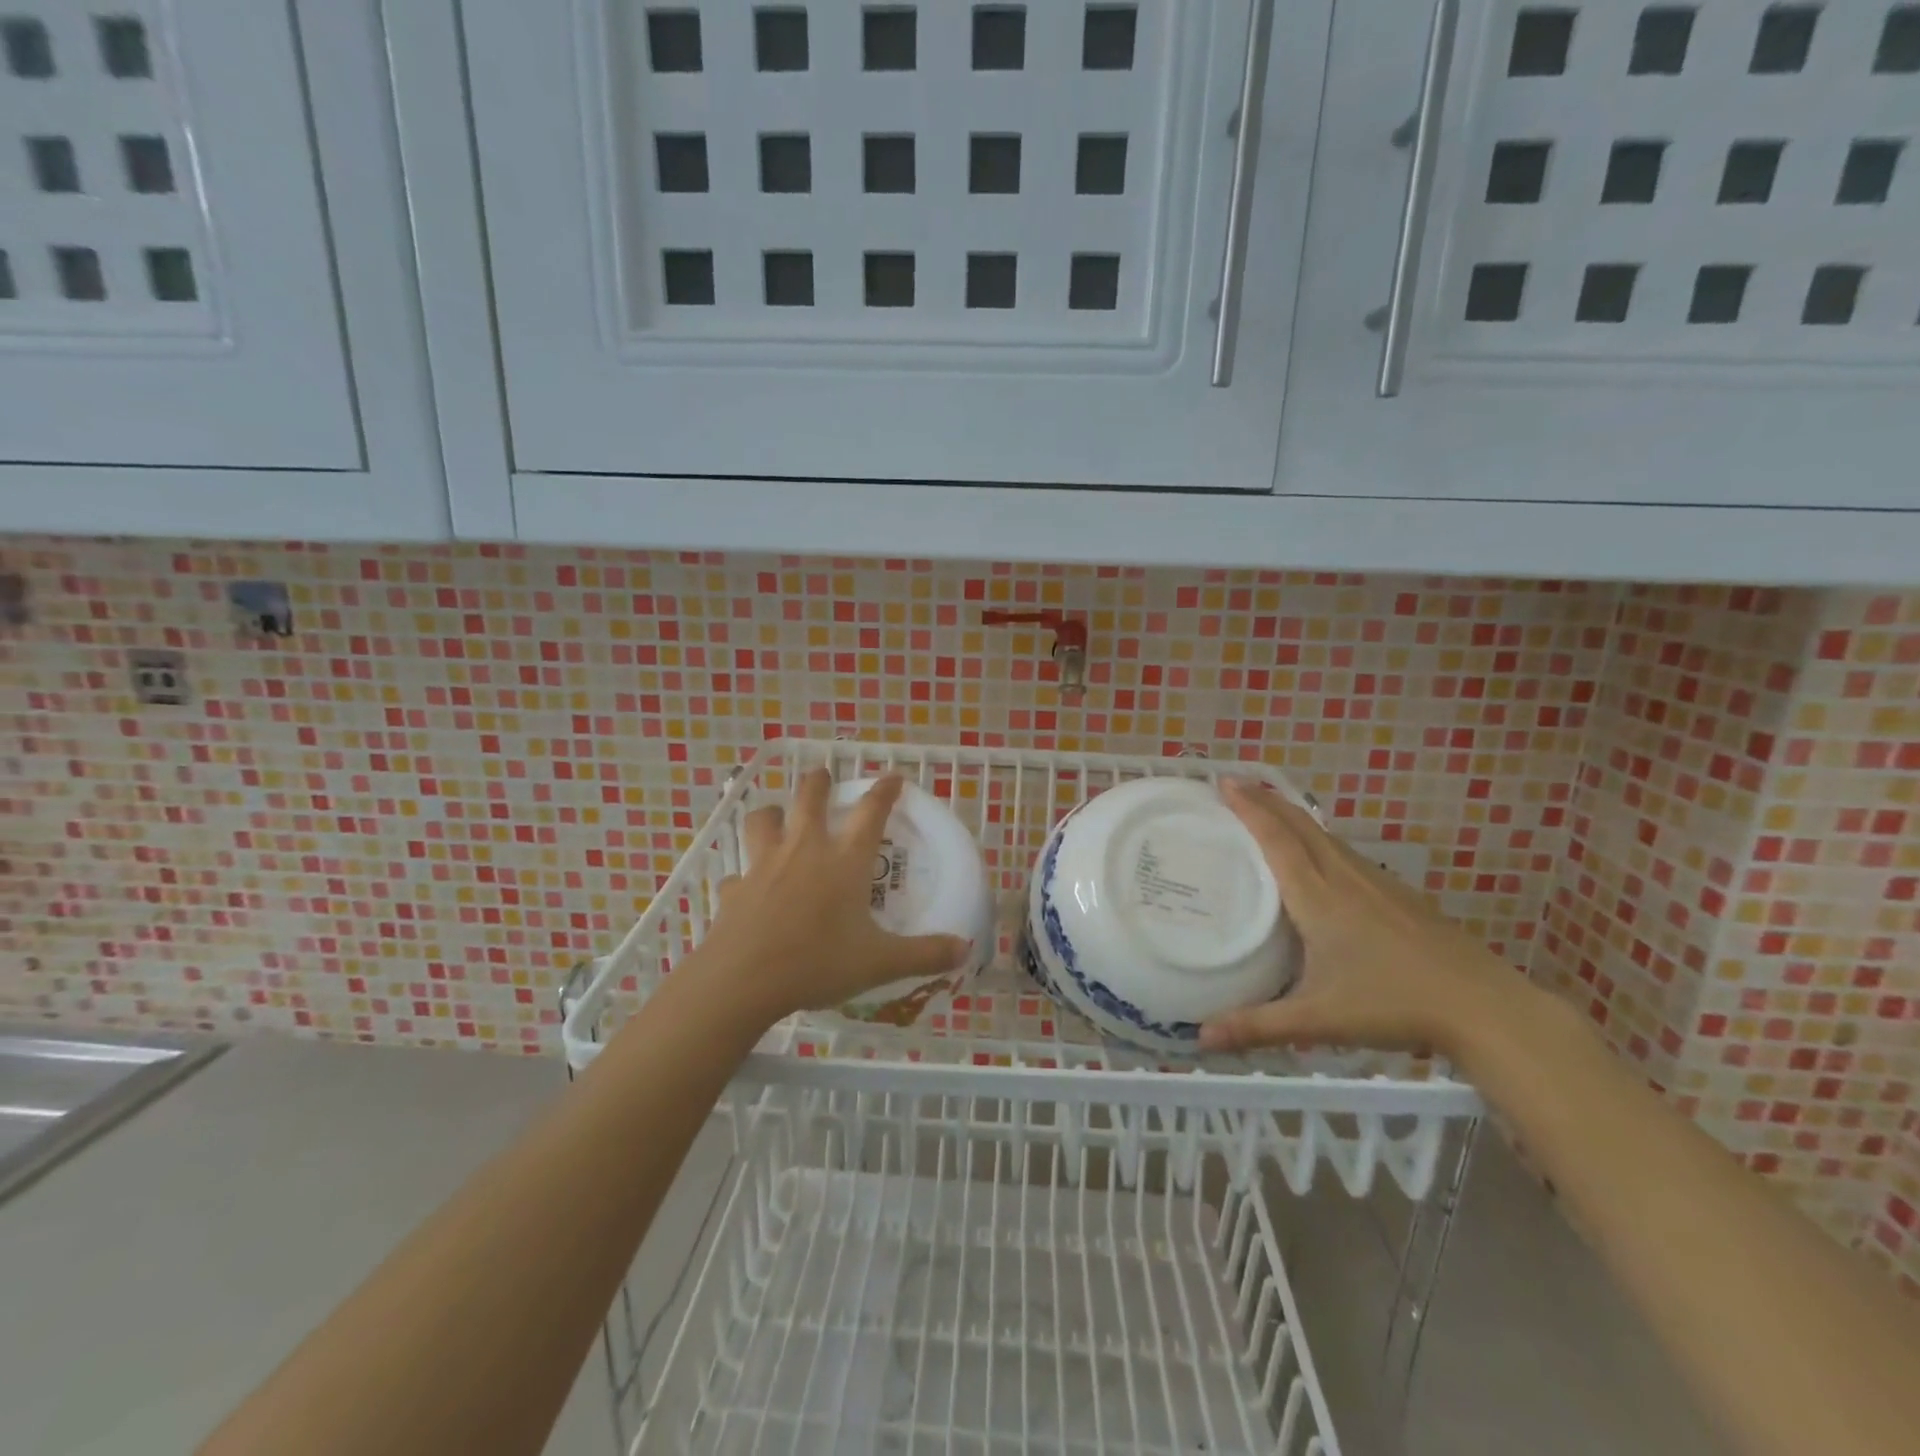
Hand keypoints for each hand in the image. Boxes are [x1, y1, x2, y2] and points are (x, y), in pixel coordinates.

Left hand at [692, 769, 971, 1023]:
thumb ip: (924, 954)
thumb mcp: (880, 962)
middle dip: (818, 782)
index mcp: (844, 861)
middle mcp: (804, 850)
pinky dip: (744, 876)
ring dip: (772, 813)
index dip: (884, 791)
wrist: (743, 979)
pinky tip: (747, 888)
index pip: (871, 812)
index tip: (893, 777)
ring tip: (777, 816)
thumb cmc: (818, 962)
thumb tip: (965, 949)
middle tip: (823, 777)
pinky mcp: (735, 888)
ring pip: (763, 820)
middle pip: (809, 798)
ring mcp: (764, 865)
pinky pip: (738, 874)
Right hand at [1199, 778, 1516, 1057]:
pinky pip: (1347, 853)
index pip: (1277, 839)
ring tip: (1270, 811)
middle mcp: (1345, 878)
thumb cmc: (1393, 1005)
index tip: (1225, 781)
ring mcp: (1377, 883)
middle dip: (1267, 800)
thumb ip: (1258, 1026)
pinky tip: (1322, 857)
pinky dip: (1320, 839)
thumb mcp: (1319, 1019)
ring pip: (1326, 837)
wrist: (1484, 1007)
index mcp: (1319, 897)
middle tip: (1236, 783)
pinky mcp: (1399, 895)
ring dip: (1293, 816)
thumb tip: (1201, 1039)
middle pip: (1301, 825)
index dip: (1250, 807)